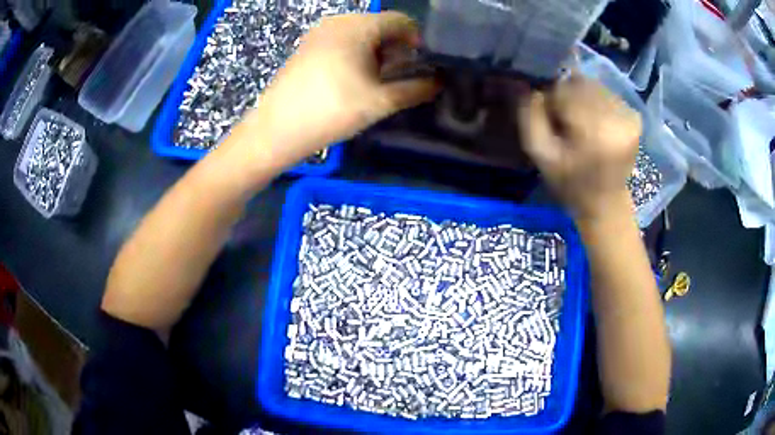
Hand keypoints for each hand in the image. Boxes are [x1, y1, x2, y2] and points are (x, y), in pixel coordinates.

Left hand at [241, 11, 438, 165]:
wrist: (276, 130)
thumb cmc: (331, 111)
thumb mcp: (380, 102)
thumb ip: (416, 89)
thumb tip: (438, 82)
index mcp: (358, 26)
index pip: (401, 21)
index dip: (417, 41)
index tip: (420, 67)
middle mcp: (338, 21)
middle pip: (380, 26)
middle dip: (396, 49)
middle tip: (398, 78)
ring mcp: (319, 33)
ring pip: (361, 34)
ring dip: (376, 53)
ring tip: (376, 82)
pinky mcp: (307, 47)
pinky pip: (341, 42)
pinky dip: (355, 55)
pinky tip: (352, 80)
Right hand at [518, 75, 641, 218]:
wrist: (605, 203)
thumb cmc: (570, 182)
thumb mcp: (541, 155)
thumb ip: (531, 116)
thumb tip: (533, 86)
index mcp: (593, 130)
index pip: (564, 88)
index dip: (552, 99)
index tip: (551, 118)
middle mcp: (616, 117)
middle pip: (581, 83)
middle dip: (568, 95)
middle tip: (567, 120)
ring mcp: (629, 116)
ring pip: (594, 85)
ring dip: (583, 97)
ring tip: (582, 123)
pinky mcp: (635, 118)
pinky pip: (608, 94)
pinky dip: (598, 102)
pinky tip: (597, 123)